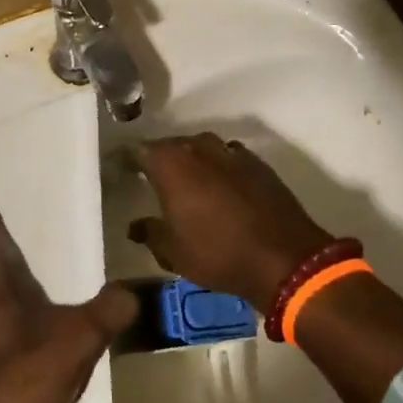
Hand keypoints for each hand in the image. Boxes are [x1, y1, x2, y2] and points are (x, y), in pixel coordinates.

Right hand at [129, 134, 333, 310]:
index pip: (139, 150)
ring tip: (186, 181)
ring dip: (192, 160)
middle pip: (173, 144)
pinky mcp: (258, 164)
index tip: (119, 169)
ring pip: (203, 148)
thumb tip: (135, 225)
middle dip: (161, 158)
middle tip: (151, 177)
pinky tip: (219, 186)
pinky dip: (218, 167)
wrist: (283, 258)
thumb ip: (150, 233)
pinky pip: (228, 157)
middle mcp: (200, 149)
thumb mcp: (173, 252)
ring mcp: (233, 153)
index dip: (127, 159)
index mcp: (172, 164)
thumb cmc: (217, 254)